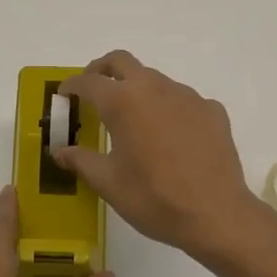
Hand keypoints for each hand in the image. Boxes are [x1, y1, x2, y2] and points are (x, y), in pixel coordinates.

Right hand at [56, 51, 275, 263]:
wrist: (216, 214)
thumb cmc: (153, 198)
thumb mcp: (108, 183)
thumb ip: (81, 160)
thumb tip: (60, 151)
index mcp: (123, 102)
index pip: (89, 82)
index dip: (72, 86)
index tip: (64, 95)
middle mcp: (154, 88)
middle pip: (122, 62)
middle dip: (102, 69)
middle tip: (93, 90)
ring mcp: (187, 96)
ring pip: (154, 80)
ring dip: (137, 90)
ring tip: (133, 120)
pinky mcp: (211, 110)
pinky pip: (183, 100)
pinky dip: (168, 109)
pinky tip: (170, 137)